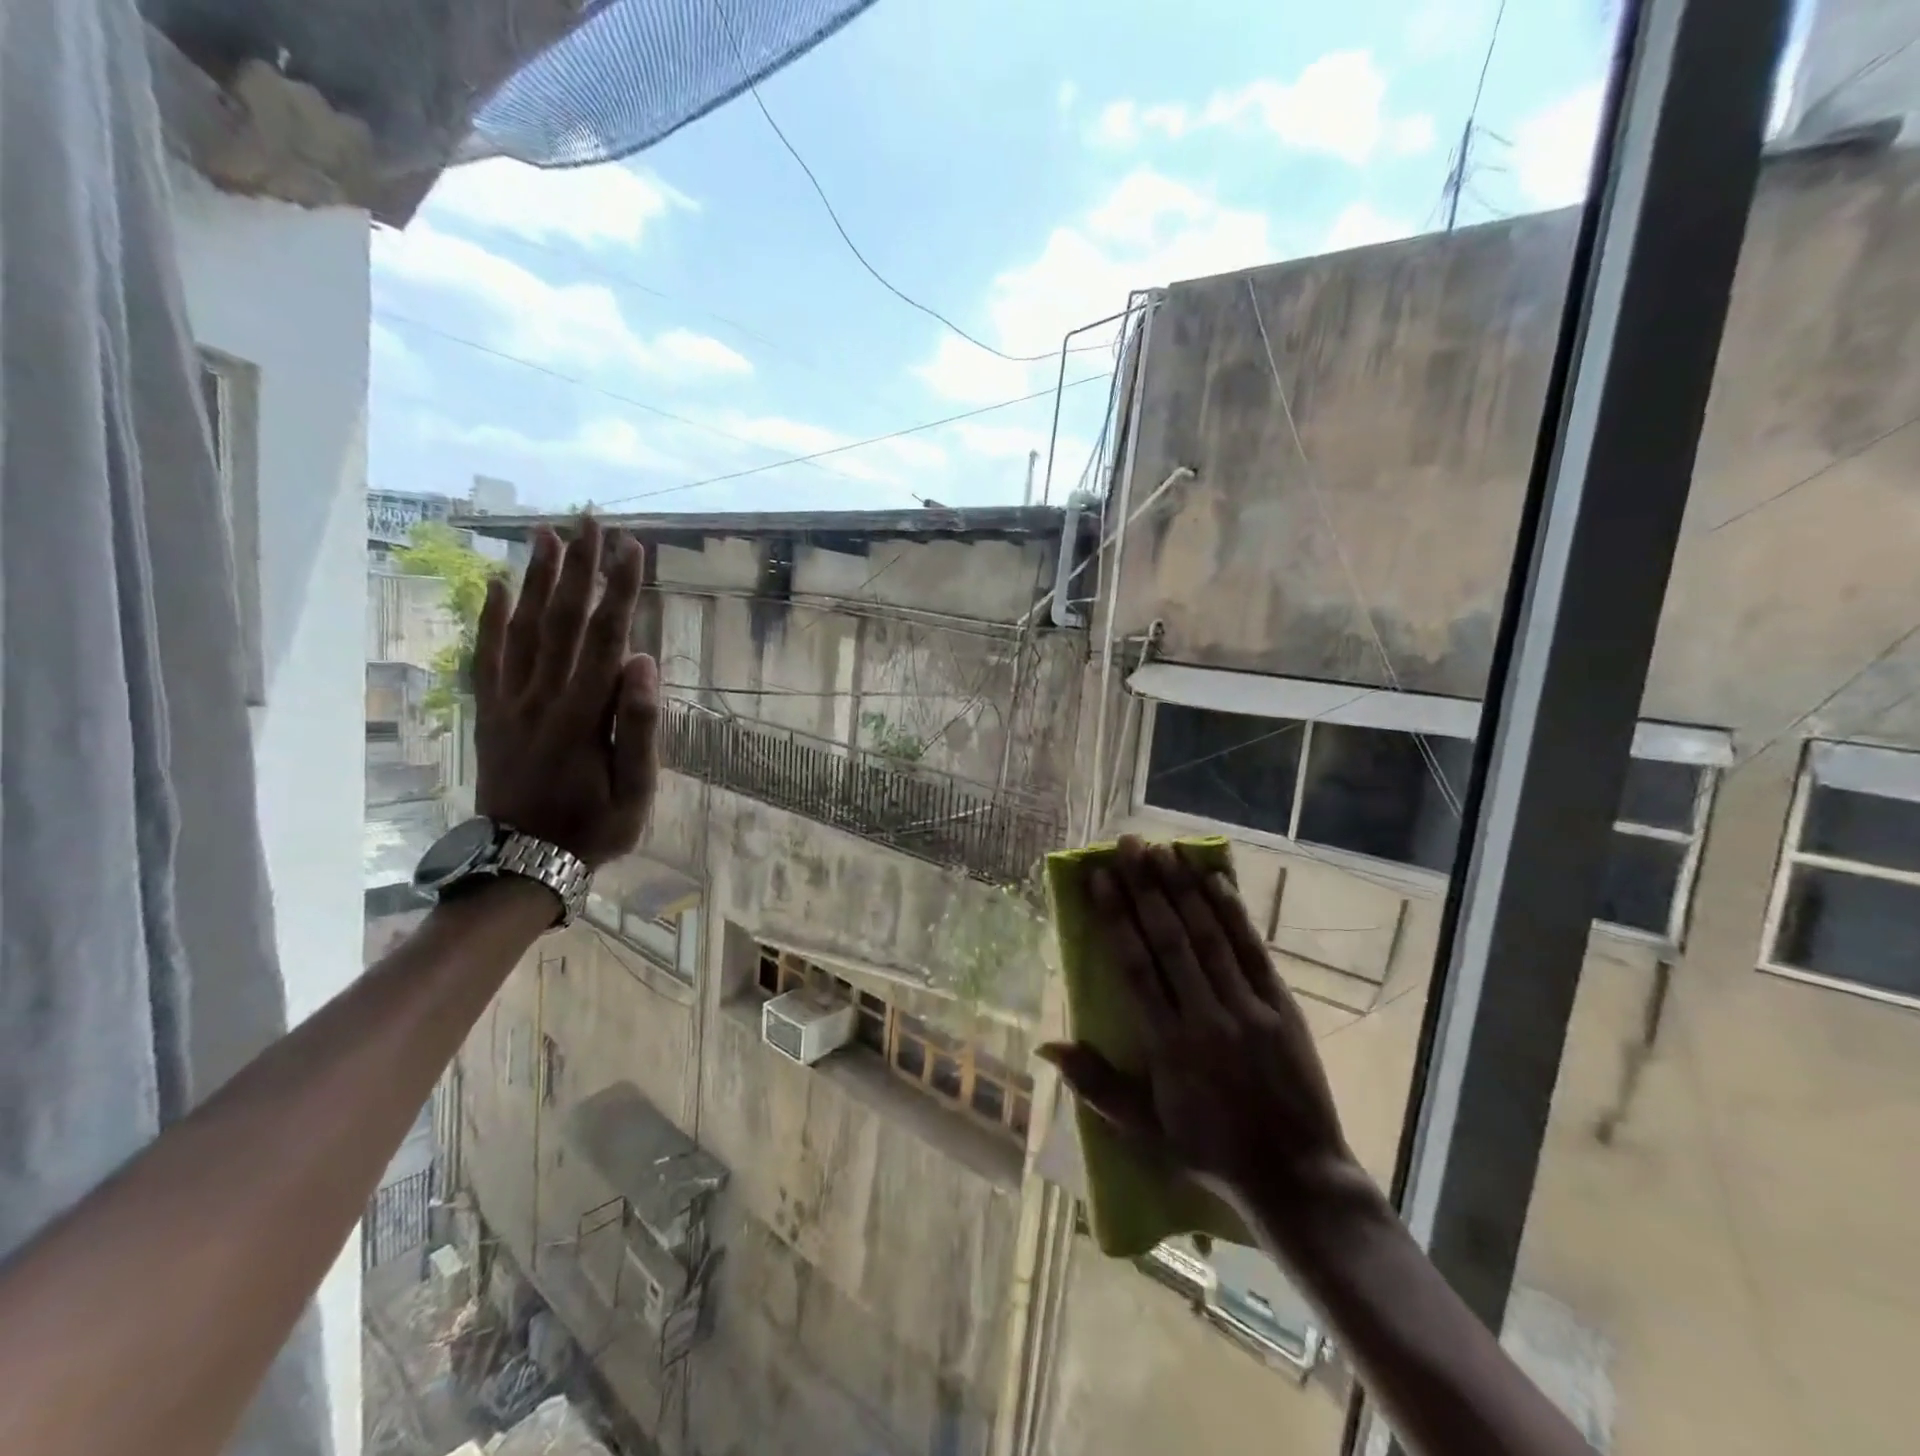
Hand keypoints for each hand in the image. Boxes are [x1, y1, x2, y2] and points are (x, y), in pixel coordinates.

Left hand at [471, 517, 658, 867]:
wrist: (523, 863)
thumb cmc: (594, 829)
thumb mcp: (636, 790)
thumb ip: (641, 726)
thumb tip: (643, 661)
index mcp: (584, 714)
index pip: (605, 638)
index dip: (619, 590)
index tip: (631, 547)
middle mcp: (543, 697)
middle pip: (561, 620)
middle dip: (579, 568)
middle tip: (589, 520)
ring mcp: (510, 704)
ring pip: (523, 629)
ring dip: (536, 579)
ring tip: (547, 534)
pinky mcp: (490, 714)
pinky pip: (486, 659)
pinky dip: (489, 621)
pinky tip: (495, 586)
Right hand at [1040, 837, 1368, 1225]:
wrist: (1295, 1176)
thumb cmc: (1210, 1150)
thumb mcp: (1144, 1130)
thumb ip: (1096, 1085)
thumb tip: (1046, 1047)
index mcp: (1168, 1046)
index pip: (1135, 967)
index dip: (1115, 918)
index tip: (1099, 878)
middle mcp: (1206, 1017)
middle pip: (1170, 940)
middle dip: (1146, 888)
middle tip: (1129, 846)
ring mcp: (1248, 1009)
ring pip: (1209, 936)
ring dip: (1184, 889)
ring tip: (1164, 850)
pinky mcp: (1282, 1007)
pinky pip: (1253, 951)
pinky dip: (1234, 914)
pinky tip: (1217, 881)